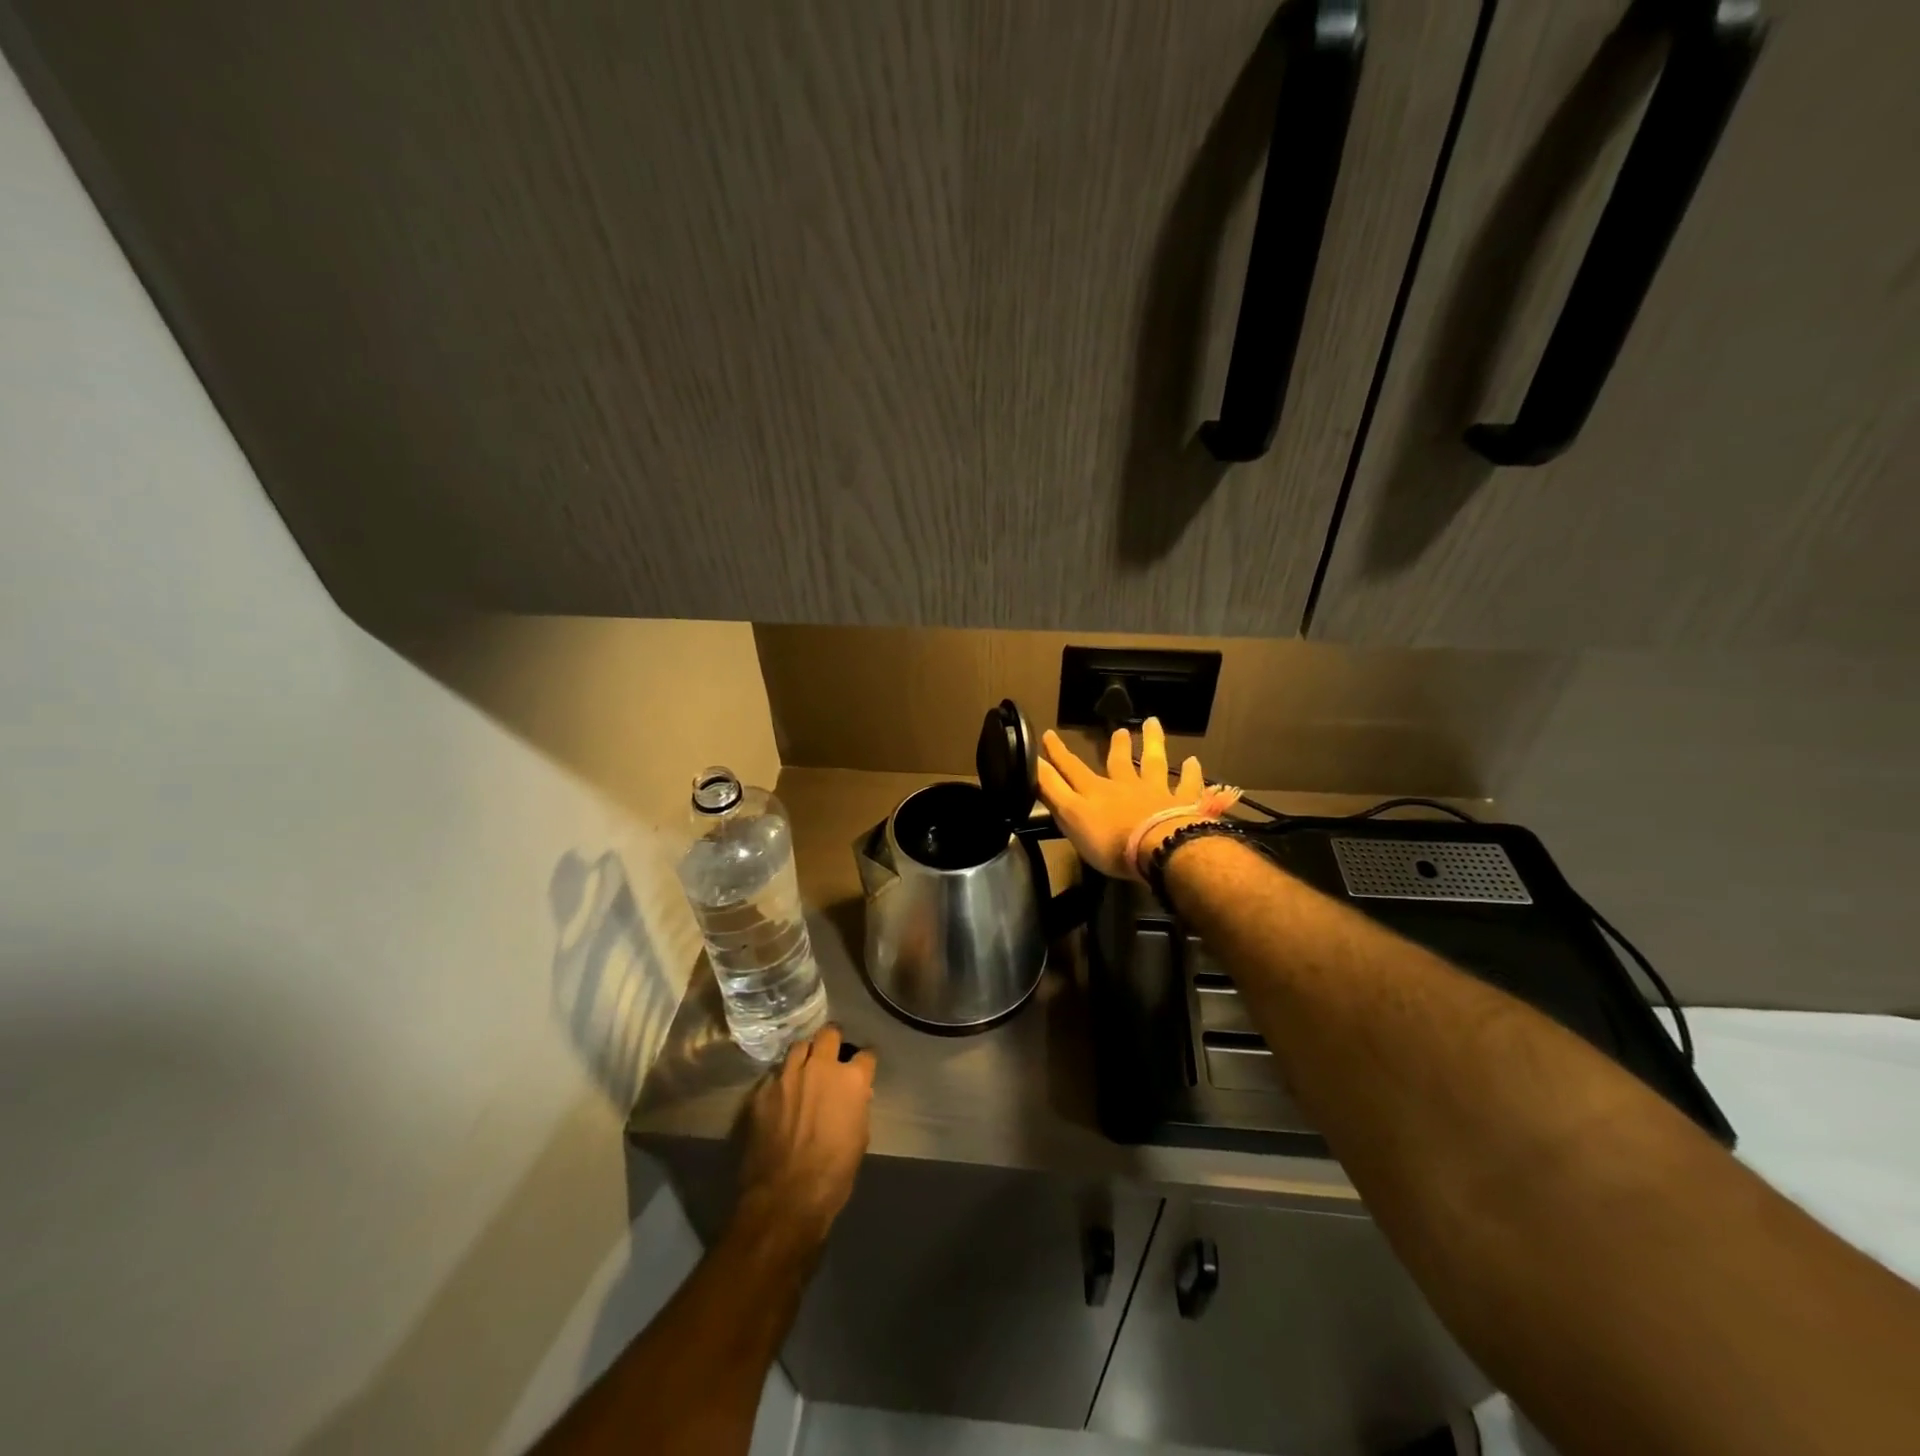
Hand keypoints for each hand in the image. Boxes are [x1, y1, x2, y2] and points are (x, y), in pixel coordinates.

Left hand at [736, 1026, 876, 1245]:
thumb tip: (856, 1096)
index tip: (863, 1066)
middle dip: (833, 1040)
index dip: (865, 1061)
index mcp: (851, 1080)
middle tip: (833, 1054)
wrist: (785, 1197)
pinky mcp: (762, 1090)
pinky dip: (782, 1080)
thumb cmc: (834, 1174)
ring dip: (806, 1055)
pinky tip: (782, 1094)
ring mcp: (788, 1075)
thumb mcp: (860, 1139)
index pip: (866, 1054)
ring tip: (805, 1069)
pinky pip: (775, 1074)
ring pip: (799, 1047)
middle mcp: (820, 1067)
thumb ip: (858, 1107)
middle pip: (829, 1033)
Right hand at [1038, 718, 1206, 879]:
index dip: (1058, 753)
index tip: (1048, 734)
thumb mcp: (1071, 816)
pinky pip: (1188, 786)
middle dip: (1115, 745)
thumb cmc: (1110, 840)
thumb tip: (1032, 764)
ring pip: (1153, 763)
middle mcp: (1125, 786)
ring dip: (1152, 743)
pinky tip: (1194, 761)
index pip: (1071, 769)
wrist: (1160, 847)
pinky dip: (1191, 773)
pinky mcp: (1183, 805)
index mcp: (1096, 792)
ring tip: (1152, 723)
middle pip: (1119, 761)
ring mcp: (1156, 793)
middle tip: (1119, 730)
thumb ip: (1053, 790)